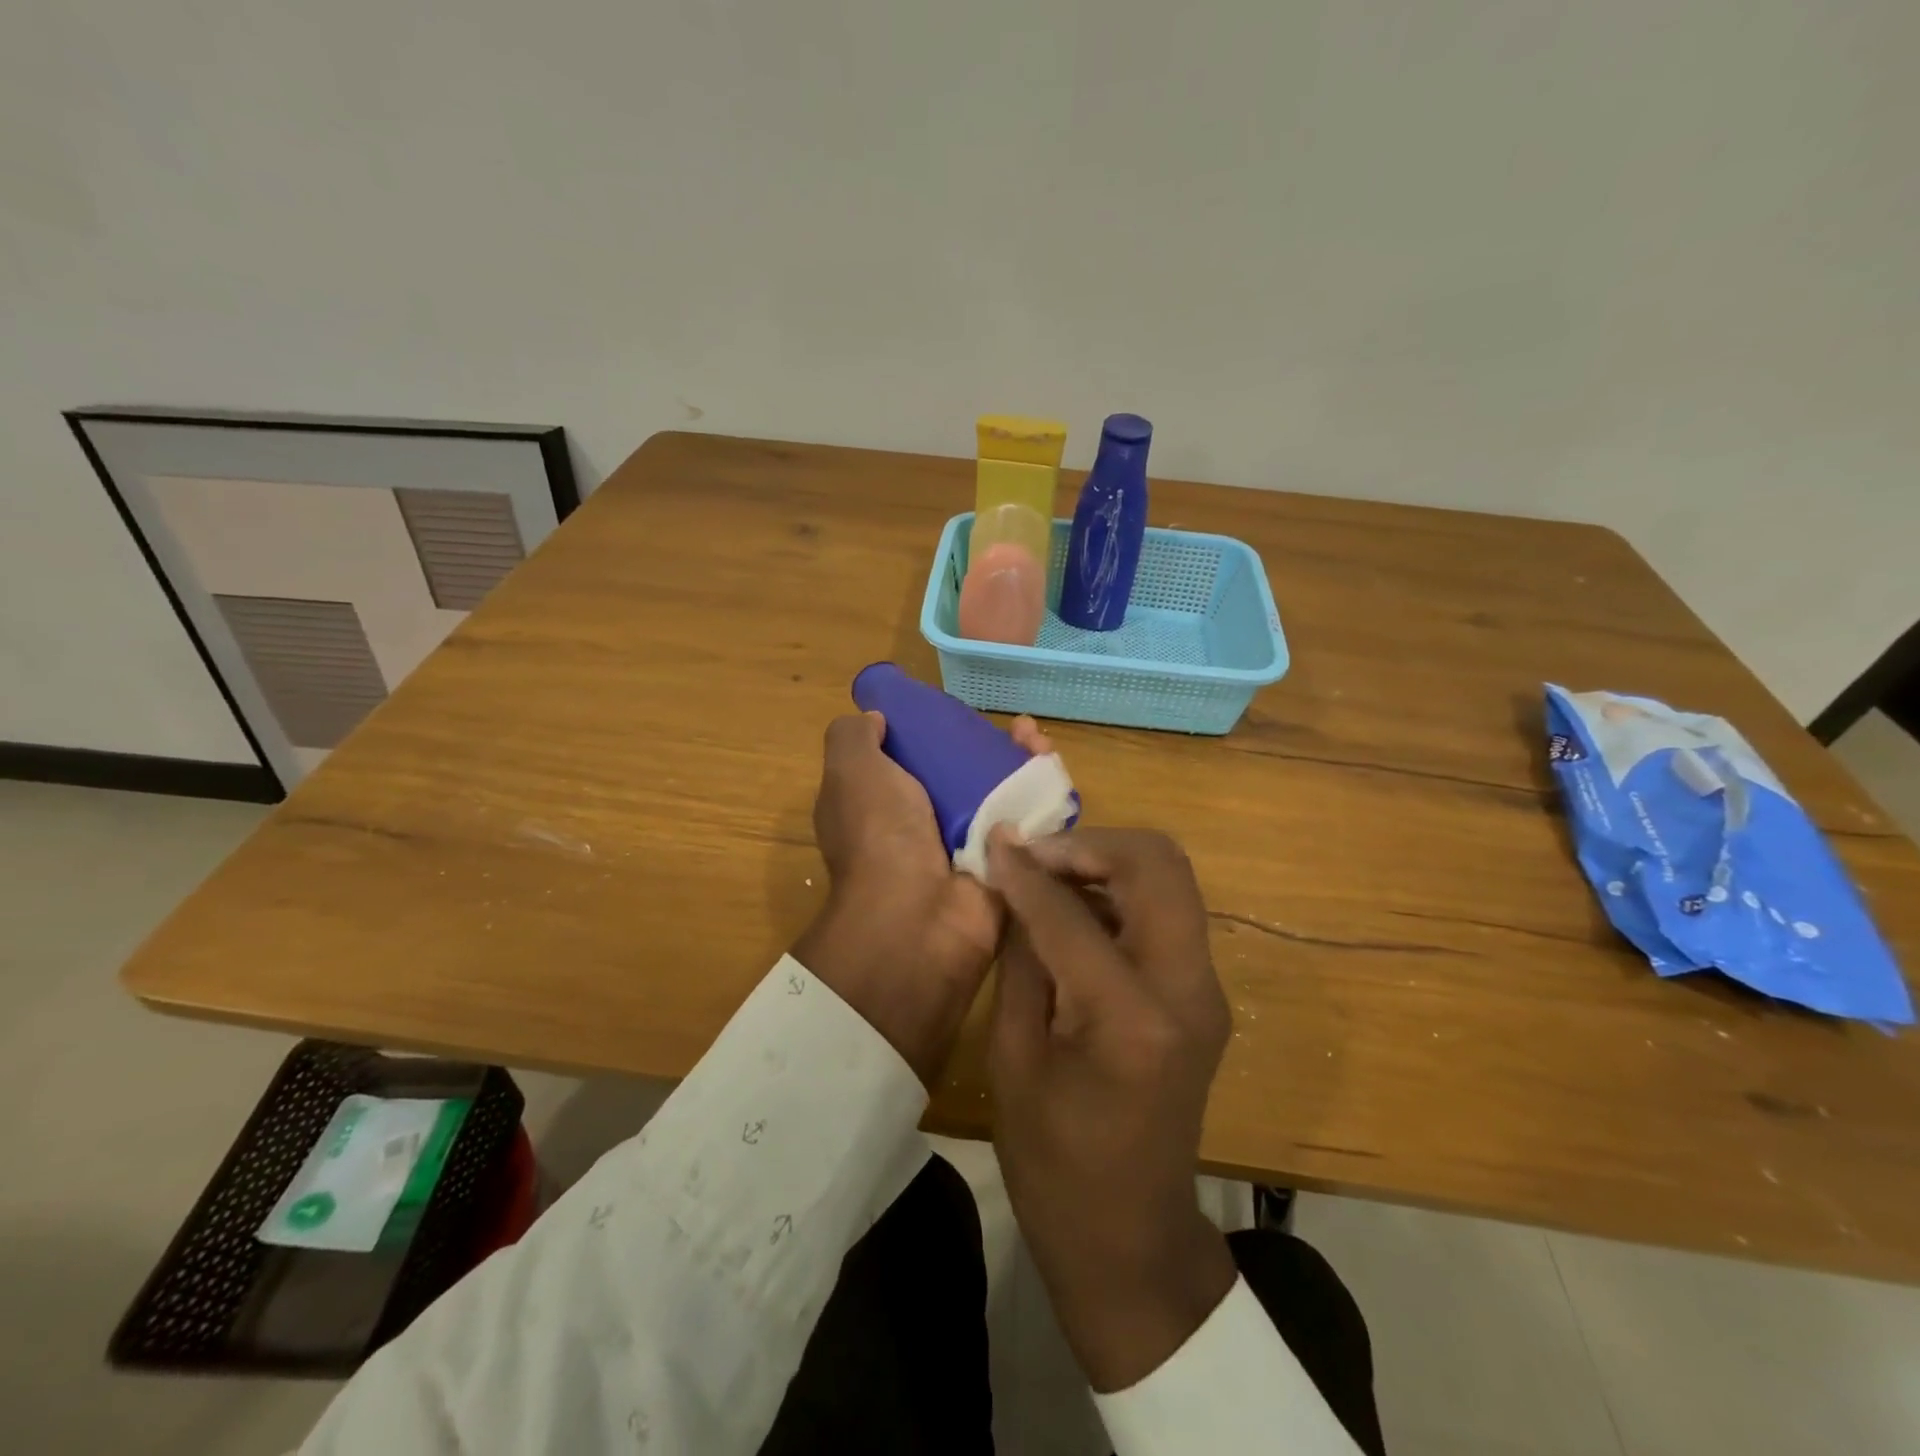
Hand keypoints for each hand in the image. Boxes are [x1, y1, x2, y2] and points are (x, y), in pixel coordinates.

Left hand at [793, 709, 1050, 1087]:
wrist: (921, 917)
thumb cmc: (881, 835)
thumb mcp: (851, 772)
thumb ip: (854, 738)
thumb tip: (876, 718)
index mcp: (882, 804)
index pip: (913, 759)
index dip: (936, 730)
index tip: (957, 713)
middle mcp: (924, 824)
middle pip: (965, 772)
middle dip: (992, 744)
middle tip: (1018, 730)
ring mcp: (968, 846)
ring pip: (1002, 792)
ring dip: (1023, 763)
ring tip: (1039, 742)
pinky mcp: (1005, 864)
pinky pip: (1028, 822)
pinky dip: (1043, 794)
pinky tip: (1052, 767)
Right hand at [986, 827, 1236, 1392]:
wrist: (1131, 1237)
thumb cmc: (1053, 1161)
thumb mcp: (1013, 1056)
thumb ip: (1021, 956)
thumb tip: (1013, 881)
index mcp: (1130, 1018)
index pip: (1073, 912)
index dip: (1027, 870)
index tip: (994, 841)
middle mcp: (1186, 989)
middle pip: (1157, 864)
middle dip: (1090, 844)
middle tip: (1035, 854)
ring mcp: (1205, 990)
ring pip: (1170, 878)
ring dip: (1108, 862)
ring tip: (1049, 874)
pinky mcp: (1203, 993)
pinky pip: (1167, 912)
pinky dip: (1122, 891)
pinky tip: (1075, 908)